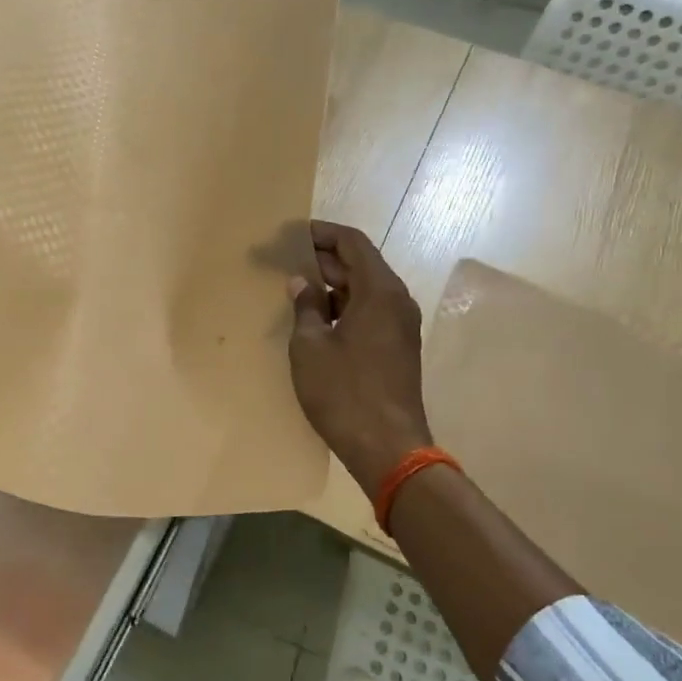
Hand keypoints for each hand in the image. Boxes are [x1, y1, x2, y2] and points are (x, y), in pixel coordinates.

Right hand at [288, 220, 432, 495]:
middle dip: (321, 259)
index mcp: (379, 292)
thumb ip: (305, 307)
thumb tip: (301, 283)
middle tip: (282, 260)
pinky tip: (314, 318)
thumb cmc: (344, 392)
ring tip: (293, 287)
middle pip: (359, 264)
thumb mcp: (311, 346)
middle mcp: (396, 301)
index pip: (352, 243)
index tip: (290, 233)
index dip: (321, 233)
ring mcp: (399, 326)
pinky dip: (342, 307)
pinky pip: (368, 312)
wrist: (388, 447)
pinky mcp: (396, 348)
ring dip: (331, 284)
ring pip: (363, 290)